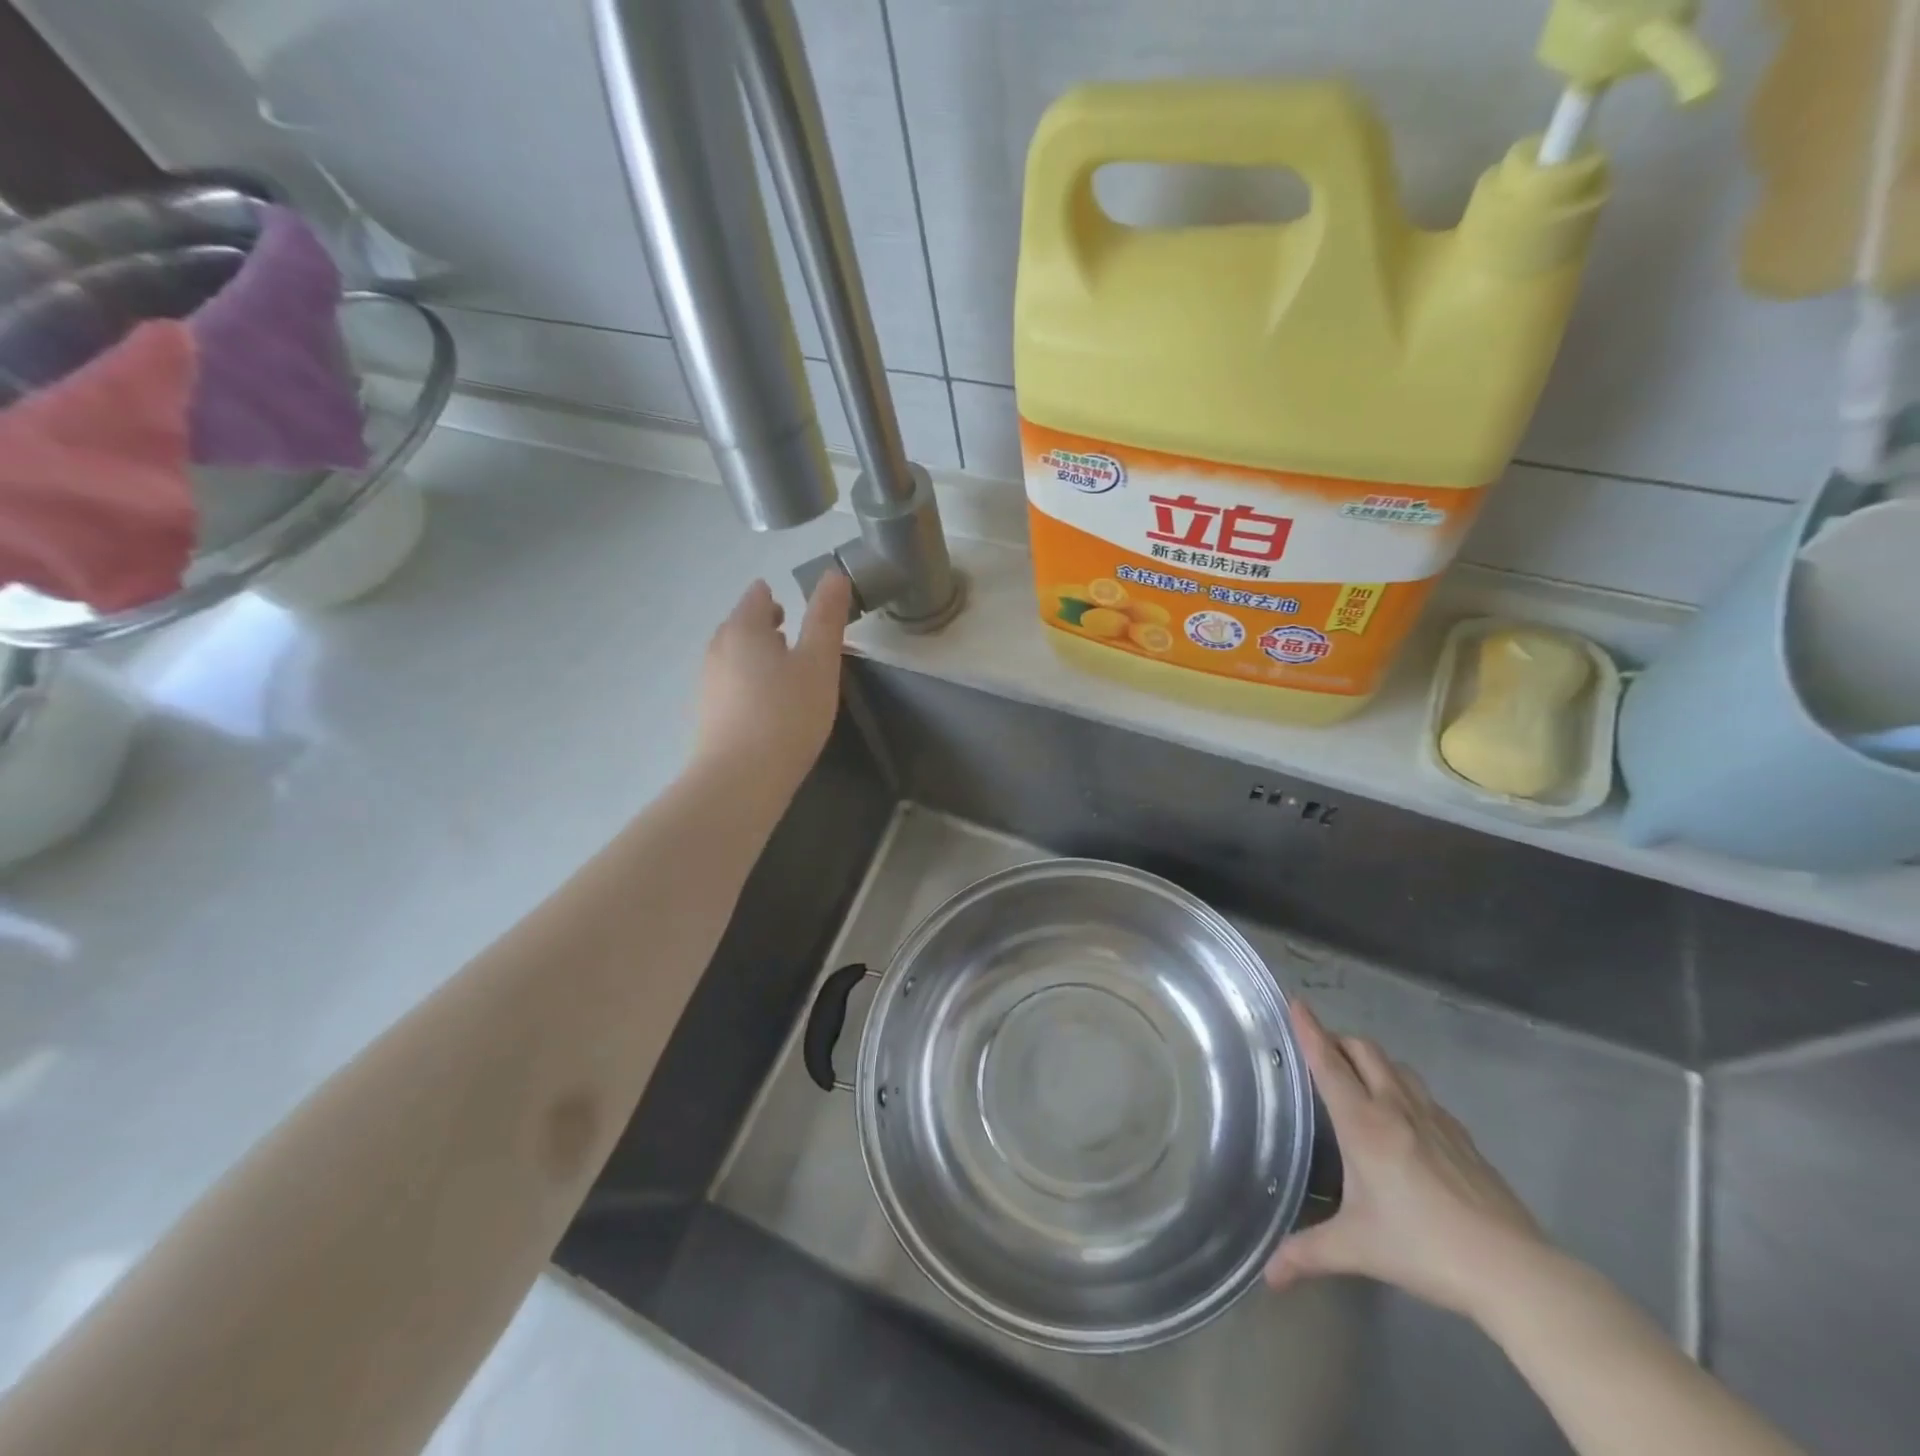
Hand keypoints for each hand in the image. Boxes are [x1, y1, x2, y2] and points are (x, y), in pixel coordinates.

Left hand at [696, 572, 851, 792]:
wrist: (741, 779)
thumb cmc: (787, 714)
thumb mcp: (819, 661)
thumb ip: (826, 616)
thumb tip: (834, 573)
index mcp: (744, 628)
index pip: (756, 596)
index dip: (776, 597)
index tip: (796, 608)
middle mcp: (717, 648)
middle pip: (741, 625)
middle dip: (766, 626)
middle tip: (794, 637)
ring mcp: (708, 682)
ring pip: (734, 656)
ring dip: (757, 656)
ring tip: (785, 672)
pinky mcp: (707, 714)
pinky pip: (730, 684)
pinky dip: (749, 683)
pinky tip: (768, 705)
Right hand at [1265, 1000, 1549, 1322]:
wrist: (1513, 1271)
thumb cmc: (1424, 1248)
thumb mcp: (1357, 1249)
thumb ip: (1308, 1254)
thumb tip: (1268, 1276)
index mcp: (1363, 1124)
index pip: (1328, 1063)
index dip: (1309, 1030)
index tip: (1296, 1001)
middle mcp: (1395, 1108)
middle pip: (1364, 1051)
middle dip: (1338, 1040)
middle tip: (1319, 1047)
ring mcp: (1435, 1119)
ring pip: (1396, 1066)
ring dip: (1371, 1059)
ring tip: (1358, 1074)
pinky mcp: (1463, 1137)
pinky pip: (1423, 1093)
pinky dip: (1402, 1086)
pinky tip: (1405, 1115)